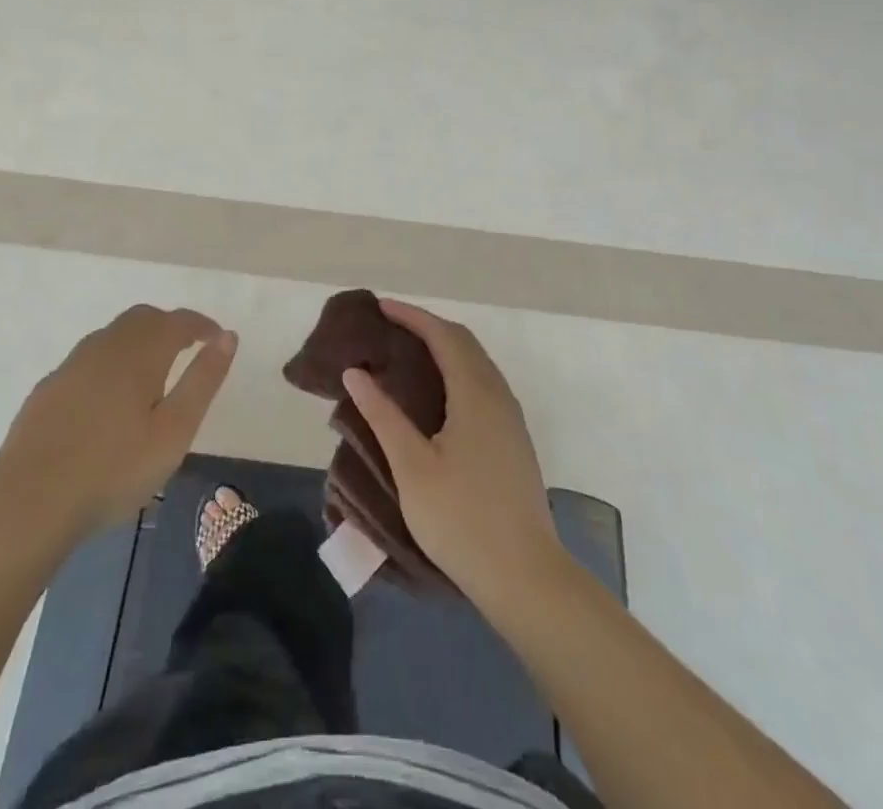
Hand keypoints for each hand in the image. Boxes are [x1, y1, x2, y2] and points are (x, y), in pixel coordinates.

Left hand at [0, 306, 236, 546]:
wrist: (28, 503)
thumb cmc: (113, 470)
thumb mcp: (173, 432)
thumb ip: (203, 380)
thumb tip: (227, 337)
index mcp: (139, 353)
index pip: (178, 321)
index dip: (201, 325)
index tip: (217, 339)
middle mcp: (105, 347)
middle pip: (143, 318)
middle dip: (170, 326)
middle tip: (188, 350)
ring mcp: (71, 366)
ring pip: (112, 335)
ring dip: (139, 341)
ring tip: (153, 374)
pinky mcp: (48, 389)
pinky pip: (89, 359)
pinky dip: (111, 362)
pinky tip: (110, 398)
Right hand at [342, 299, 565, 607]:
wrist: (525, 576)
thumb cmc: (462, 519)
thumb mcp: (412, 467)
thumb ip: (383, 415)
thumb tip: (356, 372)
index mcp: (475, 393)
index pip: (443, 335)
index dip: (411, 316)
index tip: (380, 307)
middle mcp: (498, 395)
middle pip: (463, 342)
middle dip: (427, 326)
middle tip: (389, 327)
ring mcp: (510, 418)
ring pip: (476, 363)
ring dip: (444, 348)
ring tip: (406, 354)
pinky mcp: (513, 439)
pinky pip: (482, 383)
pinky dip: (456, 370)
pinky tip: (436, 394)